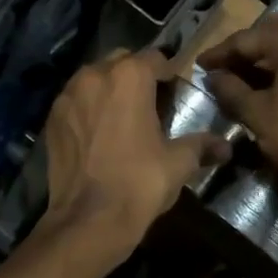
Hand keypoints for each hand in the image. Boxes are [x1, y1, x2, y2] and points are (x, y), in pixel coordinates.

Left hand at [39, 50, 229, 259]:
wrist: (88, 220)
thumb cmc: (139, 183)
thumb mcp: (178, 163)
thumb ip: (201, 145)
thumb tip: (225, 147)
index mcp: (129, 76)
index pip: (155, 58)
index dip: (168, 74)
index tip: (175, 93)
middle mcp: (94, 74)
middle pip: (121, 62)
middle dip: (136, 76)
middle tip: (150, 105)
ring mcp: (67, 95)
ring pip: (94, 78)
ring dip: (109, 89)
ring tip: (121, 118)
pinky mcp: (51, 117)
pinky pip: (75, 100)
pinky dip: (87, 108)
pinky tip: (97, 134)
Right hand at [197, 14, 277, 212]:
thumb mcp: (256, 113)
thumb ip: (230, 88)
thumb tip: (213, 77)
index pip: (247, 39)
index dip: (220, 53)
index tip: (200, 64)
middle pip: (272, 31)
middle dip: (246, 47)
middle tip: (224, 65)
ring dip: (267, 54)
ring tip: (241, 75)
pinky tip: (268, 82)